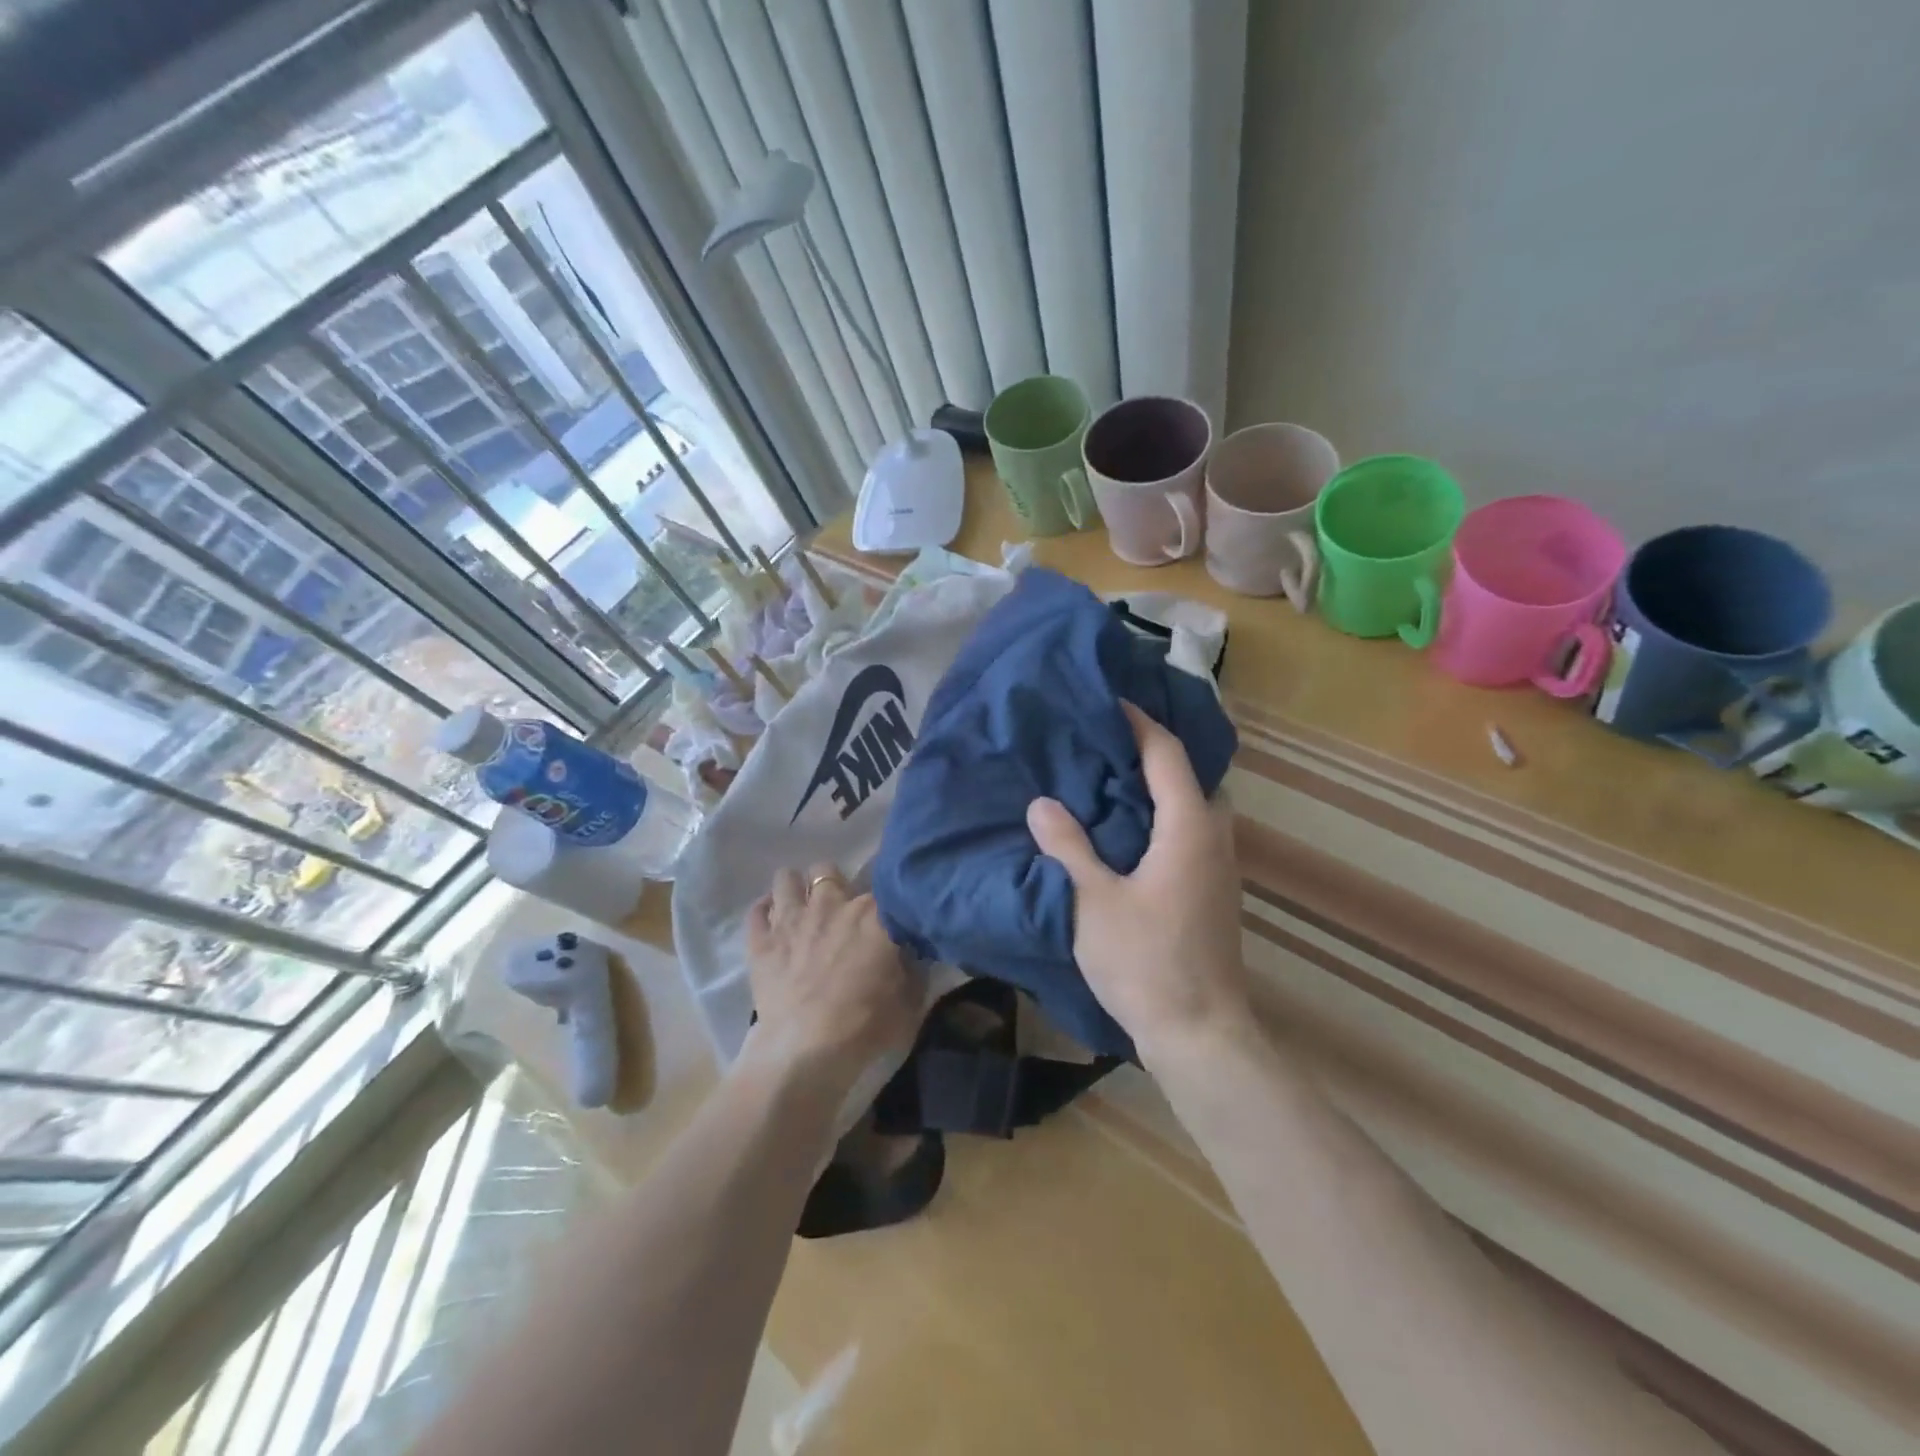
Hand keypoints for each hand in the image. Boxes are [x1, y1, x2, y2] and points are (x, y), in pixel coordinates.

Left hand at [744, 864, 920, 1094]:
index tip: (884, 910)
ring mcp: (791, 918)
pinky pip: (756, 910)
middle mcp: (830, 903)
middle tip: (837, 909)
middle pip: (827, 870)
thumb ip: (913, 967)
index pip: (881, 883)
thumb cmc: (866, 1024)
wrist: (808, 1051)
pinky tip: (771, 923)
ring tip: (800, 908)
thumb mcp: (910, 999)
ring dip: (794, 889)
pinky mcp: (760, 941)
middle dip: (831, 883)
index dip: (881, 895)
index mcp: (873, 913)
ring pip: (787, 878)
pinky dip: (764, 912)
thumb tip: (913, 952)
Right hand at [1027, 703, 1251, 1065]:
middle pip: (1191, 776)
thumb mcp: (1093, 902)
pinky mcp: (1213, 892)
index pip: (1168, 754)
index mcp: (1189, 829)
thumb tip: (1042, 803)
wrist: (1199, 1033)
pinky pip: (1192, 833)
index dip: (1140, 723)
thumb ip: (1068, 847)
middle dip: (1154, 752)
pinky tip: (1129, 833)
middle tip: (1107, 741)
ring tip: (1112, 780)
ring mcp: (1220, 868)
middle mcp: (1214, 838)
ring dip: (1161, 786)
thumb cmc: (1146, 961)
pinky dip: (1164, 817)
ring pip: (1195, 806)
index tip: (1109, 702)